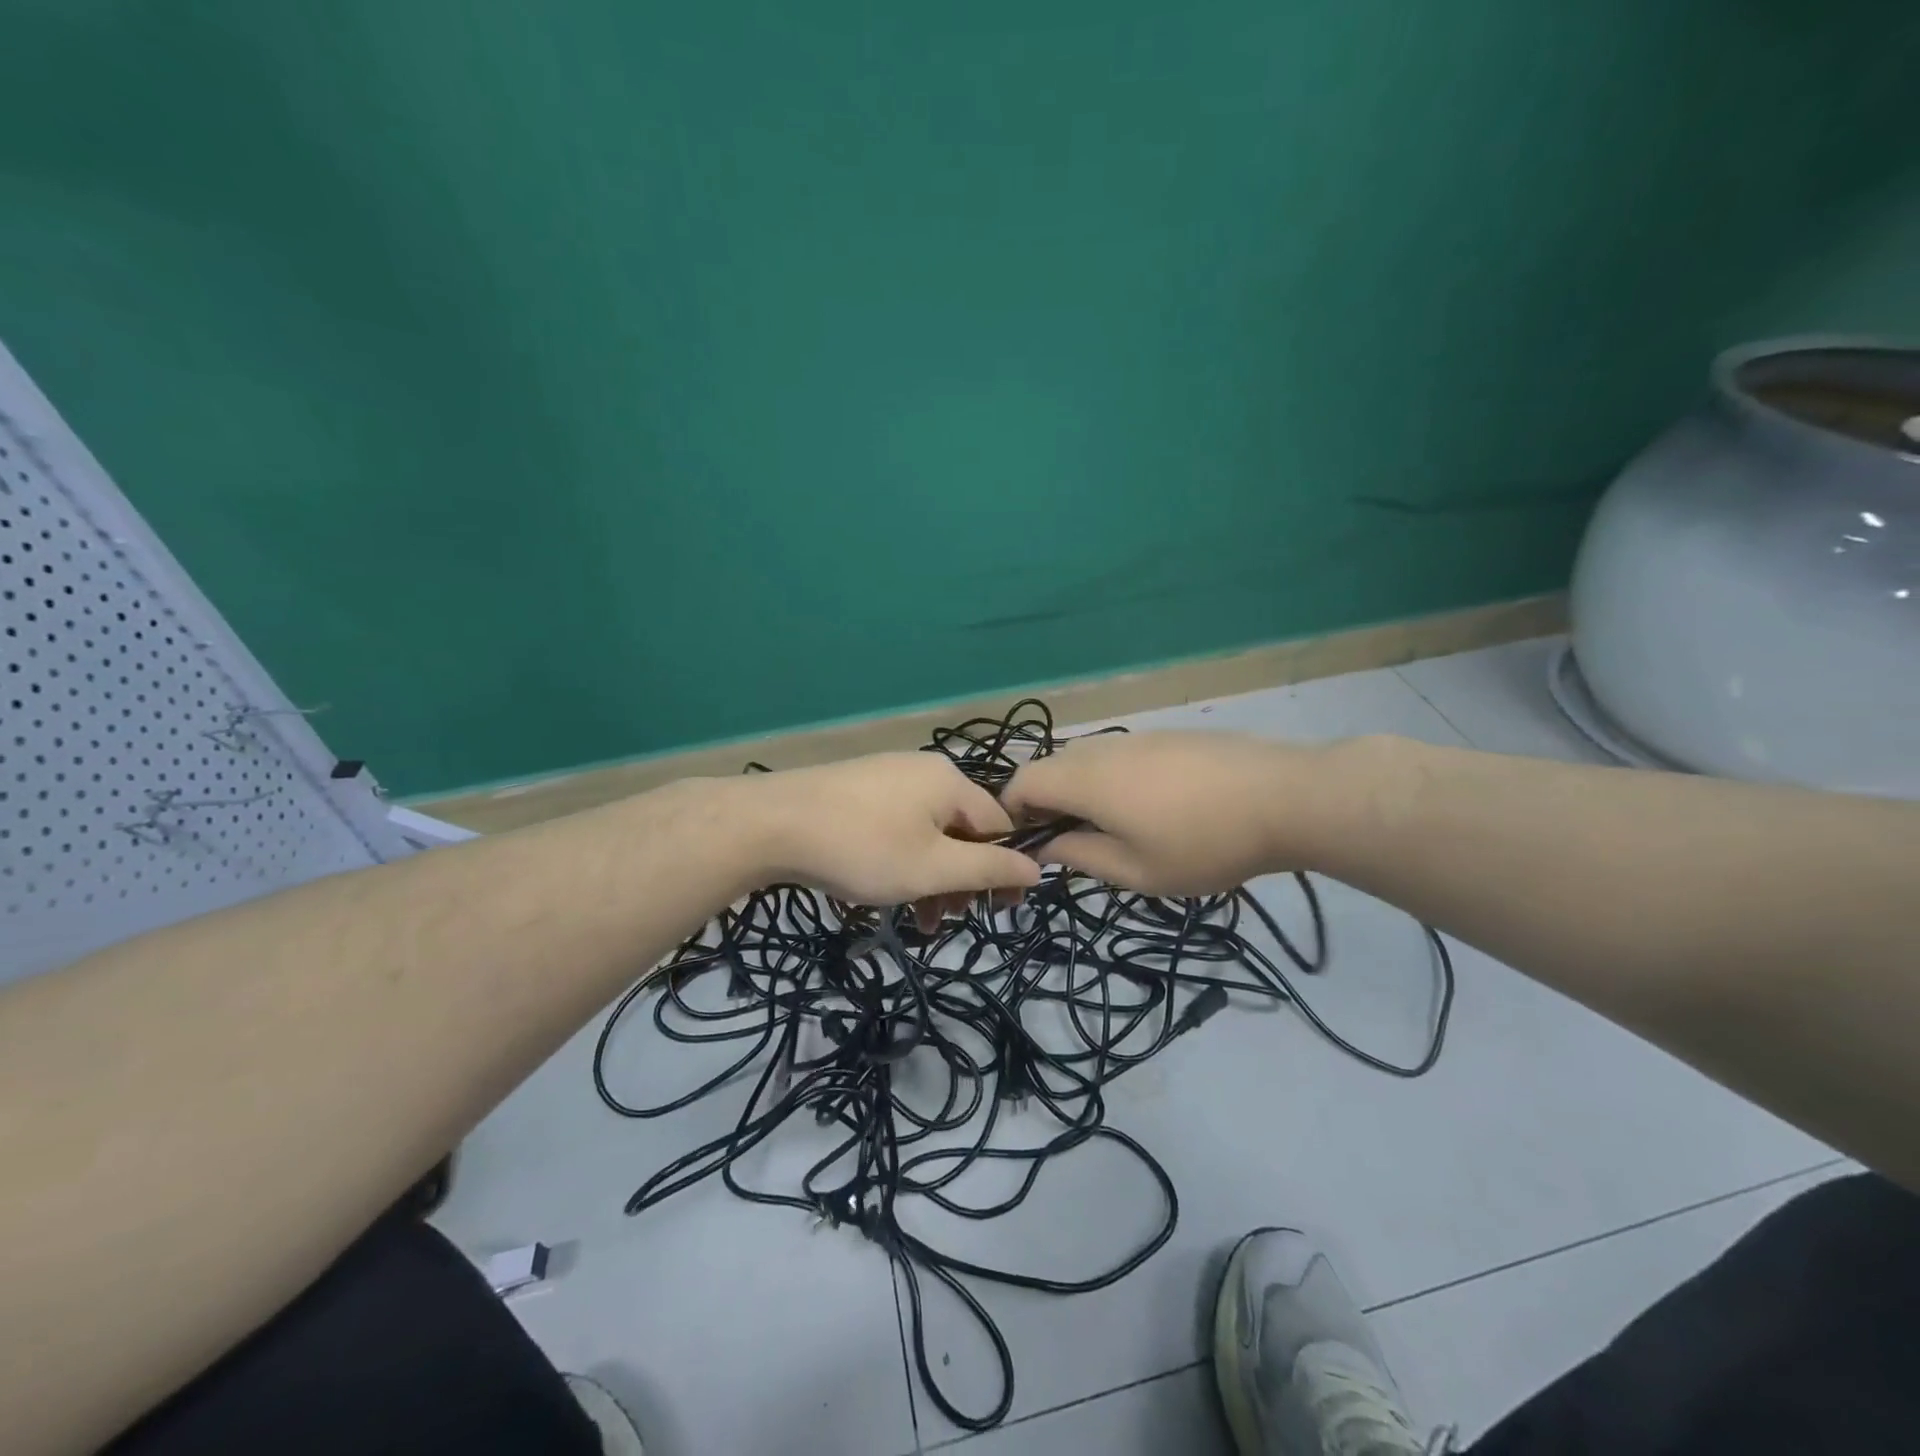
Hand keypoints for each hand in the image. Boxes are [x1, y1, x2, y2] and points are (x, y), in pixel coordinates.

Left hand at [747, 752, 1041, 906]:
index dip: (1005, 870)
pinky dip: (902, 861)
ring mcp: (887, 777)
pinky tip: (885, 891)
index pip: (999, 825)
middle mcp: (923, 771)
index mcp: (950, 781)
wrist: (772, 823)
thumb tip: (1037, 867)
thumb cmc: (864, 848)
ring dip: (931, 878)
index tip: (999, 911)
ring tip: (918, 920)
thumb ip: (988, 868)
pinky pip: (897, 828)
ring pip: (927, 834)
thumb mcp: (933, 867)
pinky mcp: (858, 791)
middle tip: (948, 920)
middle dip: (961, 879)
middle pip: (962, 830)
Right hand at [1002, 731, 1333, 895]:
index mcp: (1084, 779)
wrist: (1285, 797)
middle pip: (1049, 768)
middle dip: (1044, 803)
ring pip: (1084, 759)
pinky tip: (1147, 806)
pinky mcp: (1166, 735)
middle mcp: (1101, 749)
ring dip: (1077, 790)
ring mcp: (1136, 737)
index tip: (1028, 845)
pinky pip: (1116, 755)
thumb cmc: (1204, 843)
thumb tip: (1048, 846)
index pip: (1021, 783)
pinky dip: (1109, 779)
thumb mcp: (1137, 871)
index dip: (1011, 813)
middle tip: (1068, 842)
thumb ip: (1081, 856)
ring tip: (1109, 828)